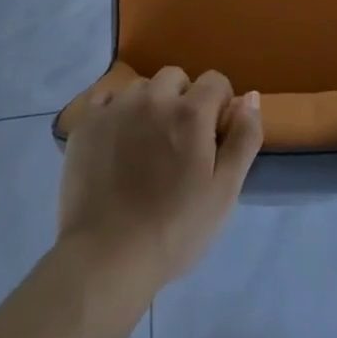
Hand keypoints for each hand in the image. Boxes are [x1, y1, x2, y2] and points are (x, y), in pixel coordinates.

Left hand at [57, 68, 261, 295]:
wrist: (106, 259)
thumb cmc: (174, 230)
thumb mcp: (224, 192)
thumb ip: (244, 138)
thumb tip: (250, 97)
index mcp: (191, 112)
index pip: (215, 81)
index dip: (219, 106)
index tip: (212, 138)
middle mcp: (154, 97)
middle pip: (176, 78)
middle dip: (183, 101)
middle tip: (178, 144)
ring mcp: (116, 107)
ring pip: (141, 88)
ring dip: (149, 106)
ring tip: (144, 147)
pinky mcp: (86, 122)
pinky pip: (106, 98)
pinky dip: (115, 112)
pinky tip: (115, 143)